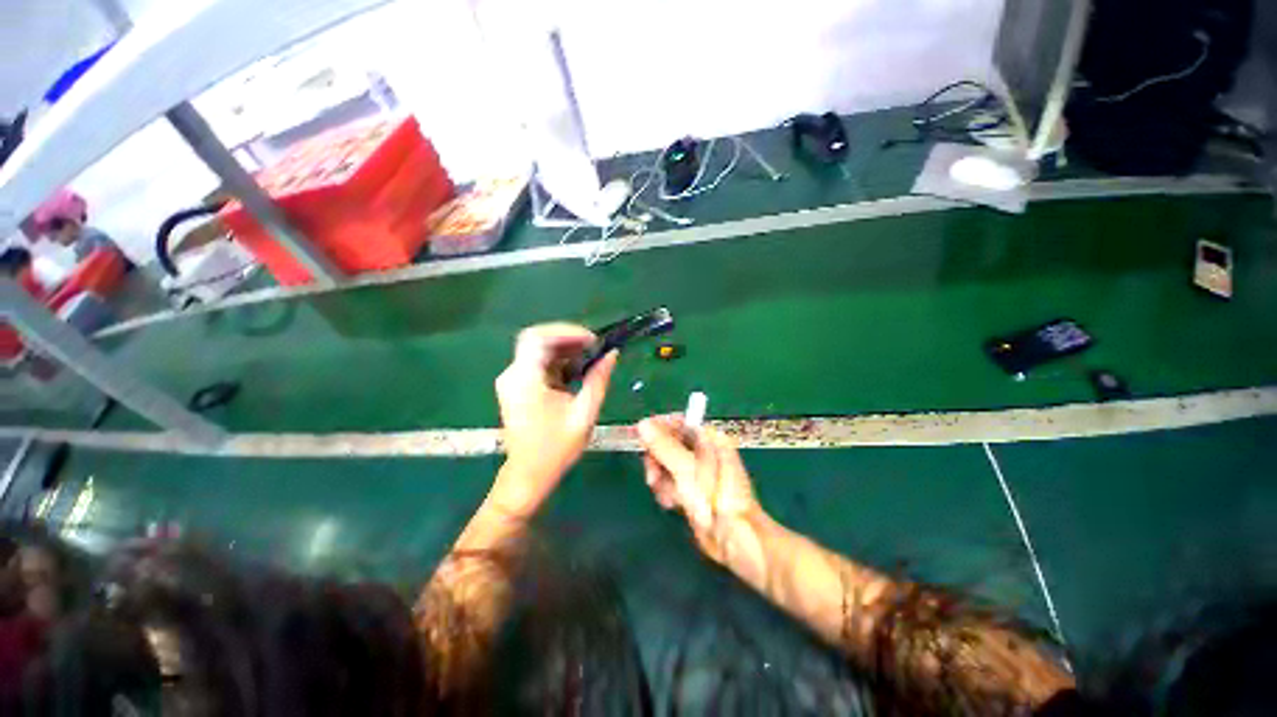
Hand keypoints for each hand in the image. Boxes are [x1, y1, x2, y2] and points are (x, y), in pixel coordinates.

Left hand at [493, 323, 617, 513]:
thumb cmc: (556, 449)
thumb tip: (612, 354)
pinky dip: (559, 362)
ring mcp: (512, 381)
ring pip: (539, 351)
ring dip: (565, 350)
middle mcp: (513, 375)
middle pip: (538, 341)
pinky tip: (577, 371)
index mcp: (525, 380)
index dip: (566, 331)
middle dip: (568, 339)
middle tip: (595, 347)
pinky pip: (538, 364)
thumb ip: (598, 380)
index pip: (538, 337)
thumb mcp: (584, 413)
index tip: (592, 339)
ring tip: (591, 358)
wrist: (528, 476)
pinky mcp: (517, 387)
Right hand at [637, 415, 761, 564]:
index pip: (678, 423)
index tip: (640, 439)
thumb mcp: (687, 470)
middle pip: (668, 444)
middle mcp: (703, 452)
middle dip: (657, 459)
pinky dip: (667, 491)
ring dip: (661, 479)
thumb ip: (664, 446)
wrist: (736, 541)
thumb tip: (643, 423)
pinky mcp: (692, 491)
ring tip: (667, 496)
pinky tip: (671, 504)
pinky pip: (671, 483)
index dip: (658, 429)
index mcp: (709, 439)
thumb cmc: (716, 499)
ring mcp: (697, 472)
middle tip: (652, 477)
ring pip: (667, 465)